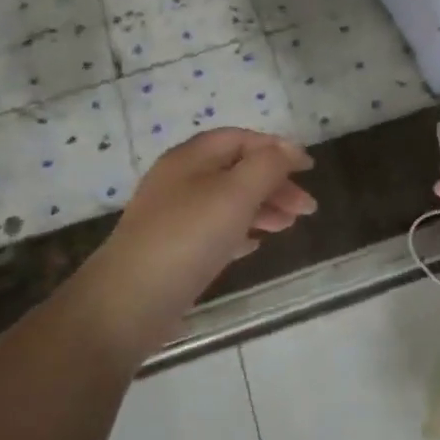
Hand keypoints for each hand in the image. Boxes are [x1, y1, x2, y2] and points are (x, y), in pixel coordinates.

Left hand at [82, 128, 315, 348]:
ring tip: (289, 227)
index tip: (309, 169)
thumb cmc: (188, 237)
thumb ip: (268, 166)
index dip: (277, 148)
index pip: (240, 139)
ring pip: (228, 201)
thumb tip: (289, 150)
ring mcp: (174, 216)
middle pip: (236, 170)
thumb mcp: (236, 193)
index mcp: (191, 158)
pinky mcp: (174, 249)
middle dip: (275, 184)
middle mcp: (180, 180)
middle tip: (307, 209)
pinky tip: (257, 244)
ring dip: (263, 208)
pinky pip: (215, 230)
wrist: (131, 300)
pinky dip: (241, 231)